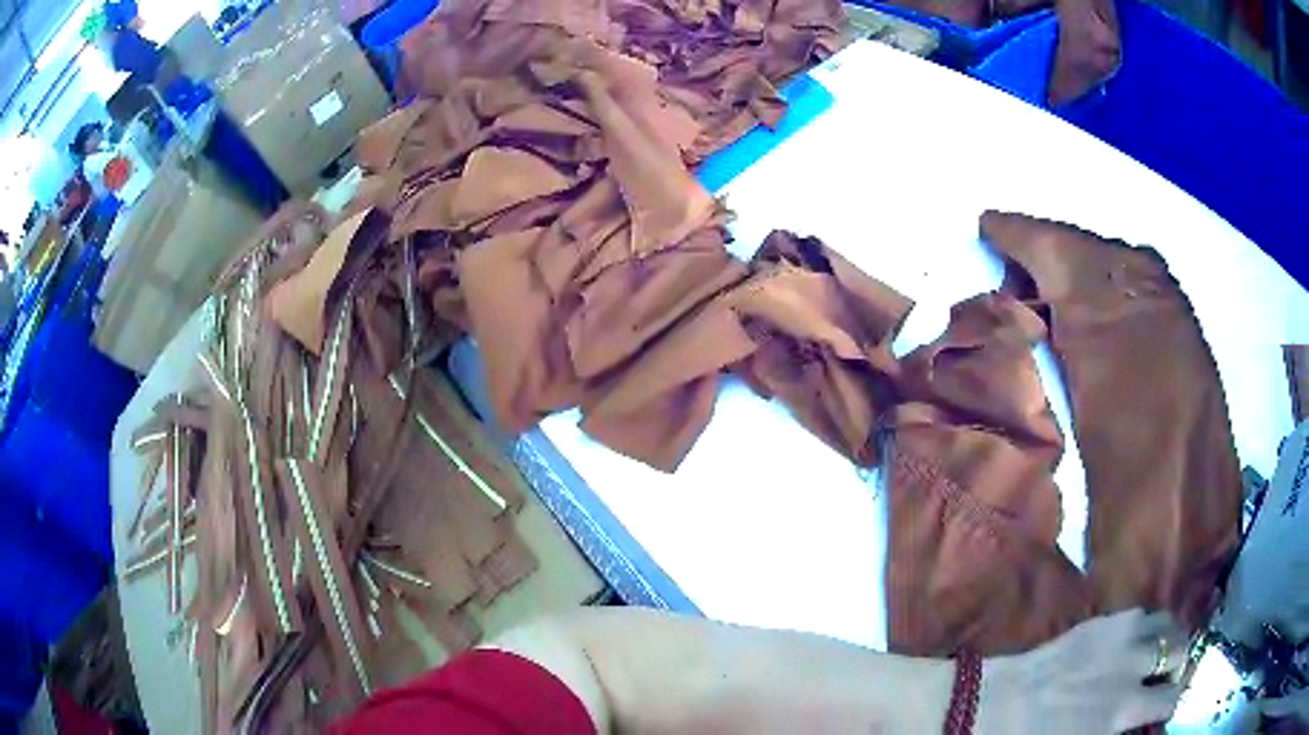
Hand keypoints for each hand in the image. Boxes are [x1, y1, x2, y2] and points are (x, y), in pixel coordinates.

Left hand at [977, 609, 1188, 733]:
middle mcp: (1131, 668)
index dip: (1169, 704)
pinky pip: (1143, 614)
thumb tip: (1139, 723)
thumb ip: (1118, 728)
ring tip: (1157, 655)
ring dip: (1169, 640)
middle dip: (1176, 666)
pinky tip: (1136, 641)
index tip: (1162, 709)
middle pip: (1180, 652)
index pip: (1171, 699)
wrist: (998, 706)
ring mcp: (1120, 637)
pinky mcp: (1104, 620)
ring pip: (1168, 624)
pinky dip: (1148, 626)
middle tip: (1163, 678)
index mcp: (1122, 710)